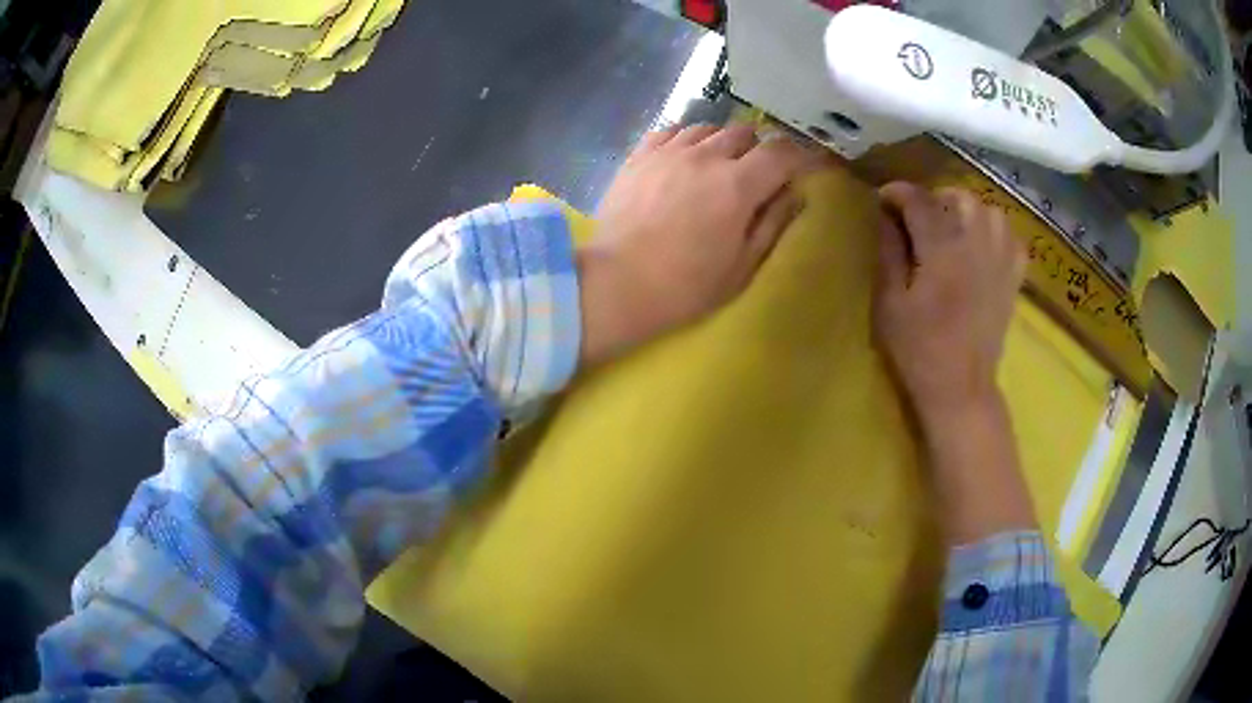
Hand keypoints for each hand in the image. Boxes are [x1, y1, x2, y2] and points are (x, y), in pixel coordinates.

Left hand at [577, 124, 818, 364]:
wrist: (616, 284)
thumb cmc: (685, 285)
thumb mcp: (742, 265)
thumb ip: (773, 223)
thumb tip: (796, 194)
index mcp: (738, 184)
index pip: (782, 152)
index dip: (802, 156)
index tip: (808, 166)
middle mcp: (705, 156)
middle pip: (745, 132)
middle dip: (759, 150)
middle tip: (756, 176)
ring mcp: (668, 151)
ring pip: (708, 127)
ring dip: (722, 143)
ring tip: (717, 167)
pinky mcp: (639, 155)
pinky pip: (671, 130)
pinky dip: (686, 138)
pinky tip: (683, 158)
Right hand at [873, 182, 1026, 423]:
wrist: (961, 388)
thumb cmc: (919, 350)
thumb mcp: (890, 303)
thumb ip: (889, 253)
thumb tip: (886, 216)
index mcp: (942, 251)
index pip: (919, 201)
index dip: (898, 193)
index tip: (883, 201)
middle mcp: (976, 246)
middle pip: (959, 197)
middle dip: (934, 198)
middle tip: (918, 217)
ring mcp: (1000, 261)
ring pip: (989, 211)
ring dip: (967, 210)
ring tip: (951, 226)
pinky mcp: (1013, 278)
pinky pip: (1012, 237)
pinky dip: (996, 231)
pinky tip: (982, 244)